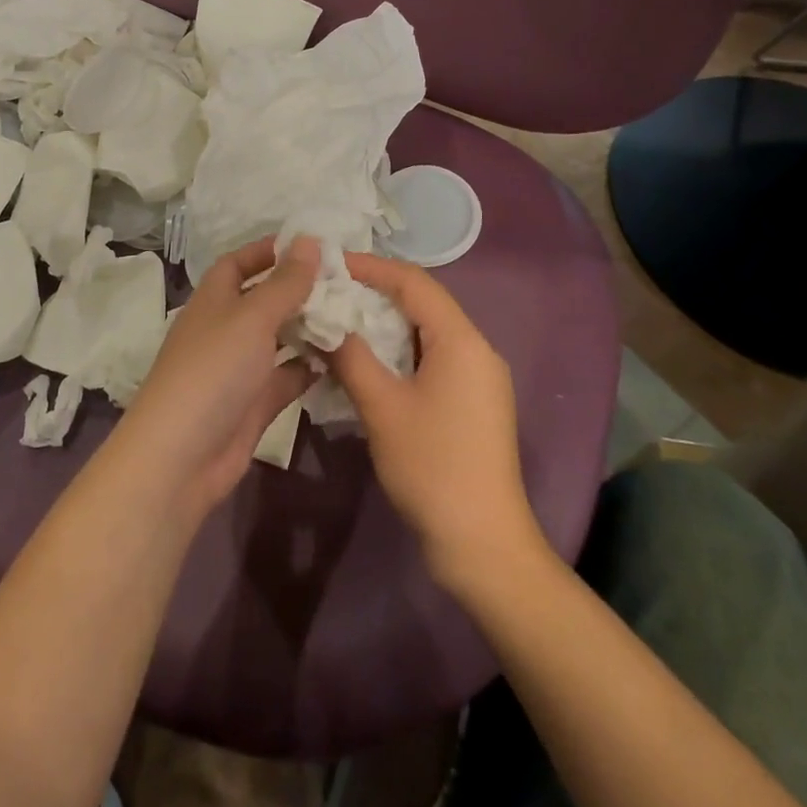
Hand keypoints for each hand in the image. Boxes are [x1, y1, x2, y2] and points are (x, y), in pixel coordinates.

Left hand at [114, 237, 318, 517]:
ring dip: (309, 327)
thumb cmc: (214, 370)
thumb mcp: (252, 317)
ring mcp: (239, 368)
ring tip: (353, 314)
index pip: (239, 263)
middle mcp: (225, 329)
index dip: (268, 251)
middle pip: (264, 300)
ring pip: (279, 339)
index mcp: (214, 300)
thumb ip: (285, 282)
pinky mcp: (254, 404)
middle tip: (346, 282)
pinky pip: (287, 377)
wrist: (181, 457)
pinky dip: (310, 367)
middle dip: (299, 290)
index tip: (310, 245)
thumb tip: (309, 240)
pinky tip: (344, 357)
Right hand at [327, 252, 542, 588]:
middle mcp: (476, 349)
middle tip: (330, 290)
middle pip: (423, 302)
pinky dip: (399, 350)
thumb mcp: (382, 407)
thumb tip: (323, 323)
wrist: (483, 543)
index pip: (414, 282)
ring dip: (385, 322)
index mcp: (461, 340)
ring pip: (426, 331)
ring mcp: (478, 377)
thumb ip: (350, 357)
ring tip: (341, 319)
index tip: (331, 263)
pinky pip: (432, 357)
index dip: (372, 267)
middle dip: (376, 292)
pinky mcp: (473, 402)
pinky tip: (368, 360)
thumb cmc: (432, 466)